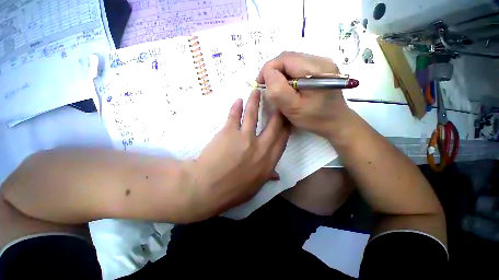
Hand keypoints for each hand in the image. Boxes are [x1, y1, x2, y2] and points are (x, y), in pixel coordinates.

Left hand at [192, 90, 289, 217]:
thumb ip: (266, 177)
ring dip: (255, 101)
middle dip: (277, 111)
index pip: (282, 140)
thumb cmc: (232, 191)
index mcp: (268, 161)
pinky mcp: (229, 132)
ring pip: (253, 114)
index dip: (286, 127)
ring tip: (256, 91)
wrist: (207, 188)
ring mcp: (245, 137)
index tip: (287, 118)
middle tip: (277, 99)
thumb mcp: (254, 187)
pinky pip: (235, 116)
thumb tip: (276, 175)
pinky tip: (238, 101)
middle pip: (273, 124)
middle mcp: (260, 147)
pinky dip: (236, 107)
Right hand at [257, 52, 351, 137]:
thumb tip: (268, 74)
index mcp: (316, 69)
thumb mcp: (293, 108)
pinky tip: (288, 88)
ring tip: (277, 89)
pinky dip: (288, 76)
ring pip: (292, 62)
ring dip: (280, 74)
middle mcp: (321, 60)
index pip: (284, 58)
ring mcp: (322, 63)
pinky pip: (298, 67)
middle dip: (273, 72)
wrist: (337, 122)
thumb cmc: (315, 119)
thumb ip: (278, 90)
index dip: (268, 69)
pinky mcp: (321, 69)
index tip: (261, 85)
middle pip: (288, 58)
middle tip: (267, 88)